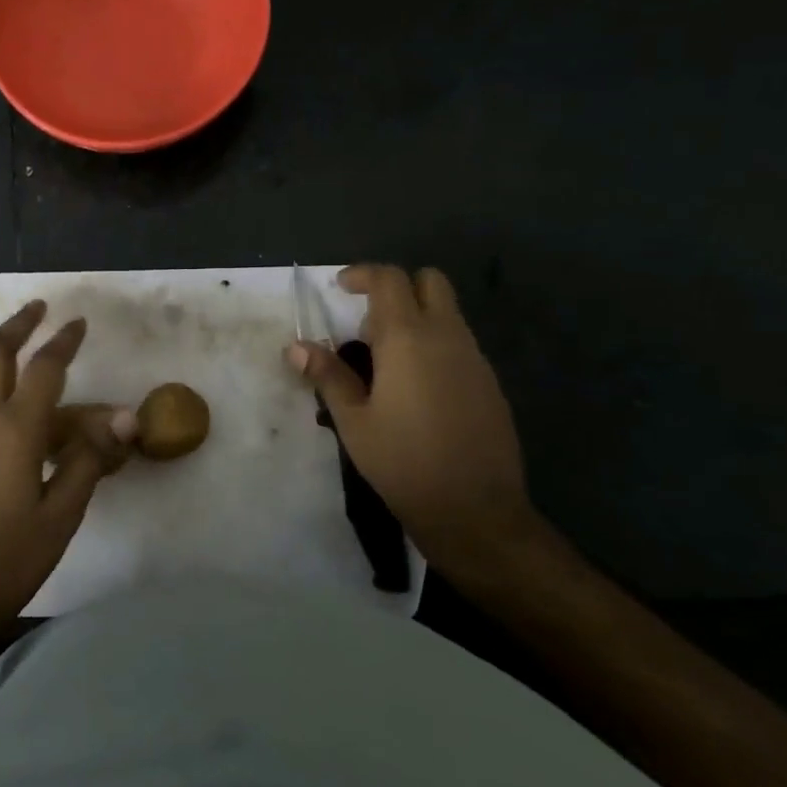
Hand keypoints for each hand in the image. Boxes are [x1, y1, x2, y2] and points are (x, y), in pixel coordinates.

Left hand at [0, 301, 135, 646]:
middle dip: (17, 326)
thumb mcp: (61, 515)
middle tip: (37, 308)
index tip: (78, 322)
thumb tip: (126, 419)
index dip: (63, 342)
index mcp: (12, 430)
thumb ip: (90, 460)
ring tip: (12, 338)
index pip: (43, 369)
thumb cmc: (6, 561)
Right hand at [286, 264, 542, 577]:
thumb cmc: (403, 462)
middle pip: (430, 281)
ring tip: (385, 360)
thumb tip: (297, 347)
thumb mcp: (353, 421)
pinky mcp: (490, 384)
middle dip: (398, 287)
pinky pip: (460, 344)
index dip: (363, 275)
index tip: (340, 288)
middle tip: (367, 319)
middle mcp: (448, 337)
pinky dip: (435, 345)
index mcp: (409, 338)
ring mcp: (475, 359)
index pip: (390, 279)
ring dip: (416, 317)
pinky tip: (416, 388)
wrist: (475, 511)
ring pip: (448, 313)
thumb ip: (327, 376)